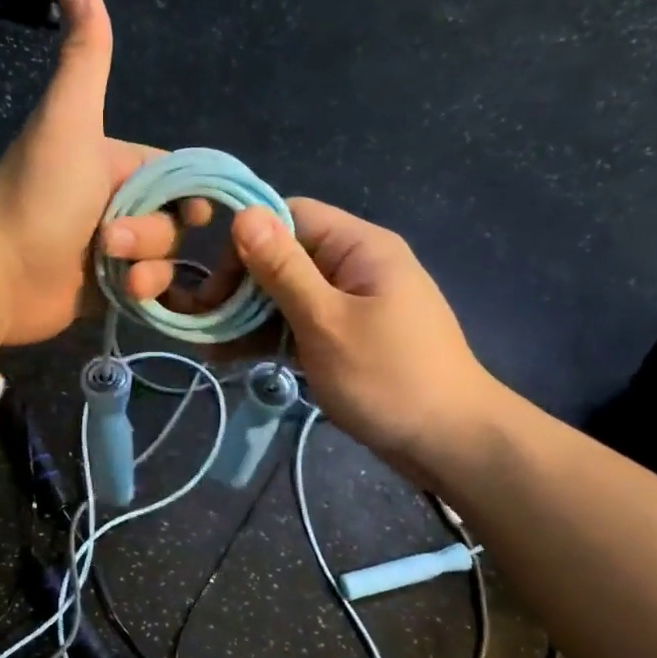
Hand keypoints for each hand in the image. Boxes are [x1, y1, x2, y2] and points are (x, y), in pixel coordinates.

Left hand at [0, 0, 208, 345]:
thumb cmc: (39, 197)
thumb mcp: (69, 121)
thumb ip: (85, 57)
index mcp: (110, 162)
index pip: (172, 174)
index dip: (188, 191)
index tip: (194, 209)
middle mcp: (112, 203)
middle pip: (171, 219)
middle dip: (154, 233)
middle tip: (112, 239)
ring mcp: (109, 251)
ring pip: (163, 256)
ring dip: (148, 265)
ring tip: (113, 270)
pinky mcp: (106, 289)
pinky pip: (148, 288)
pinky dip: (144, 291)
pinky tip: (127, 293)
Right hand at [226, 199, 506, 481]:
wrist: (450, 443)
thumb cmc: (388, 378)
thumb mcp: (327, 322)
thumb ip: (284, 269)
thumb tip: (244, 214)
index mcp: (359, 247)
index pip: (290, 216)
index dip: (247, 241)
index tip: (217, 285)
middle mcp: (354, 265)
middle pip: (285, 256)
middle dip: (241, 285)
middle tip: (206, 324)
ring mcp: (351, 303)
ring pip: (287, 294)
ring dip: (248, 316)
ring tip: (209, 346)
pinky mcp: (346, 336)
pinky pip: (300, 323)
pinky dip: (269, 336)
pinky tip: (232, 356)